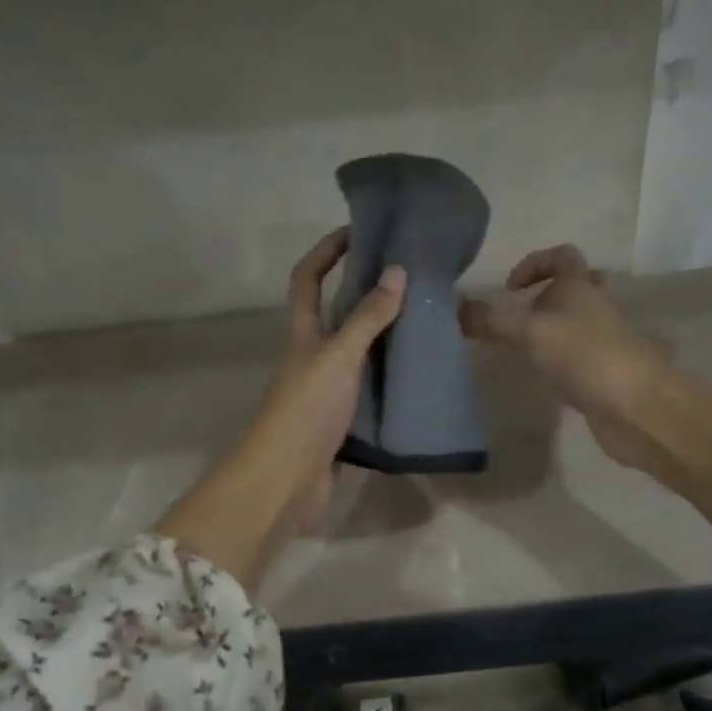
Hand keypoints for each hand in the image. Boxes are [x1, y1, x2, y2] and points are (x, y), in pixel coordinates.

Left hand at [254, 228, 407, 529]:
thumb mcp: (340, 356)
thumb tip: (397, 271)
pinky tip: (418, 372)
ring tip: (424, 320)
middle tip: (408, 277)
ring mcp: (326, 387)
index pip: (308, 278)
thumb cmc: (307, 409)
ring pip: (357, 350)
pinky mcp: (341, 417)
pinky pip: (369, 385)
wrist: (287, 478)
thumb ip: (368, 318)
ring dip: (383, 335)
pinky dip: (389, 375)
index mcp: (303, 332)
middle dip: (365, 290)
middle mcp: (312, 354)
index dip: (326, 251)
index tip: (358, 231)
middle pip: (336, 312)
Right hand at [459, 244, 670, 470]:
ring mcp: (602, 343)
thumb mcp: (530, 333)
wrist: (639, 409)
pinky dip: (556, 360)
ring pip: (574, 325)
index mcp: (580, 288)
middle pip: (572, 289)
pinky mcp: (603, 375)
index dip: (535, 262)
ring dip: (549, 330)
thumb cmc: (587, 357)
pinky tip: (539, 376)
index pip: (562, 256)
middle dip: (543, 296)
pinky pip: (576, 357)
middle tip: (515, 316)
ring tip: (518, 348)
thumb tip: (452, 307)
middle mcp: (595, 309)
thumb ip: (491, 320)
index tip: (509, 288)